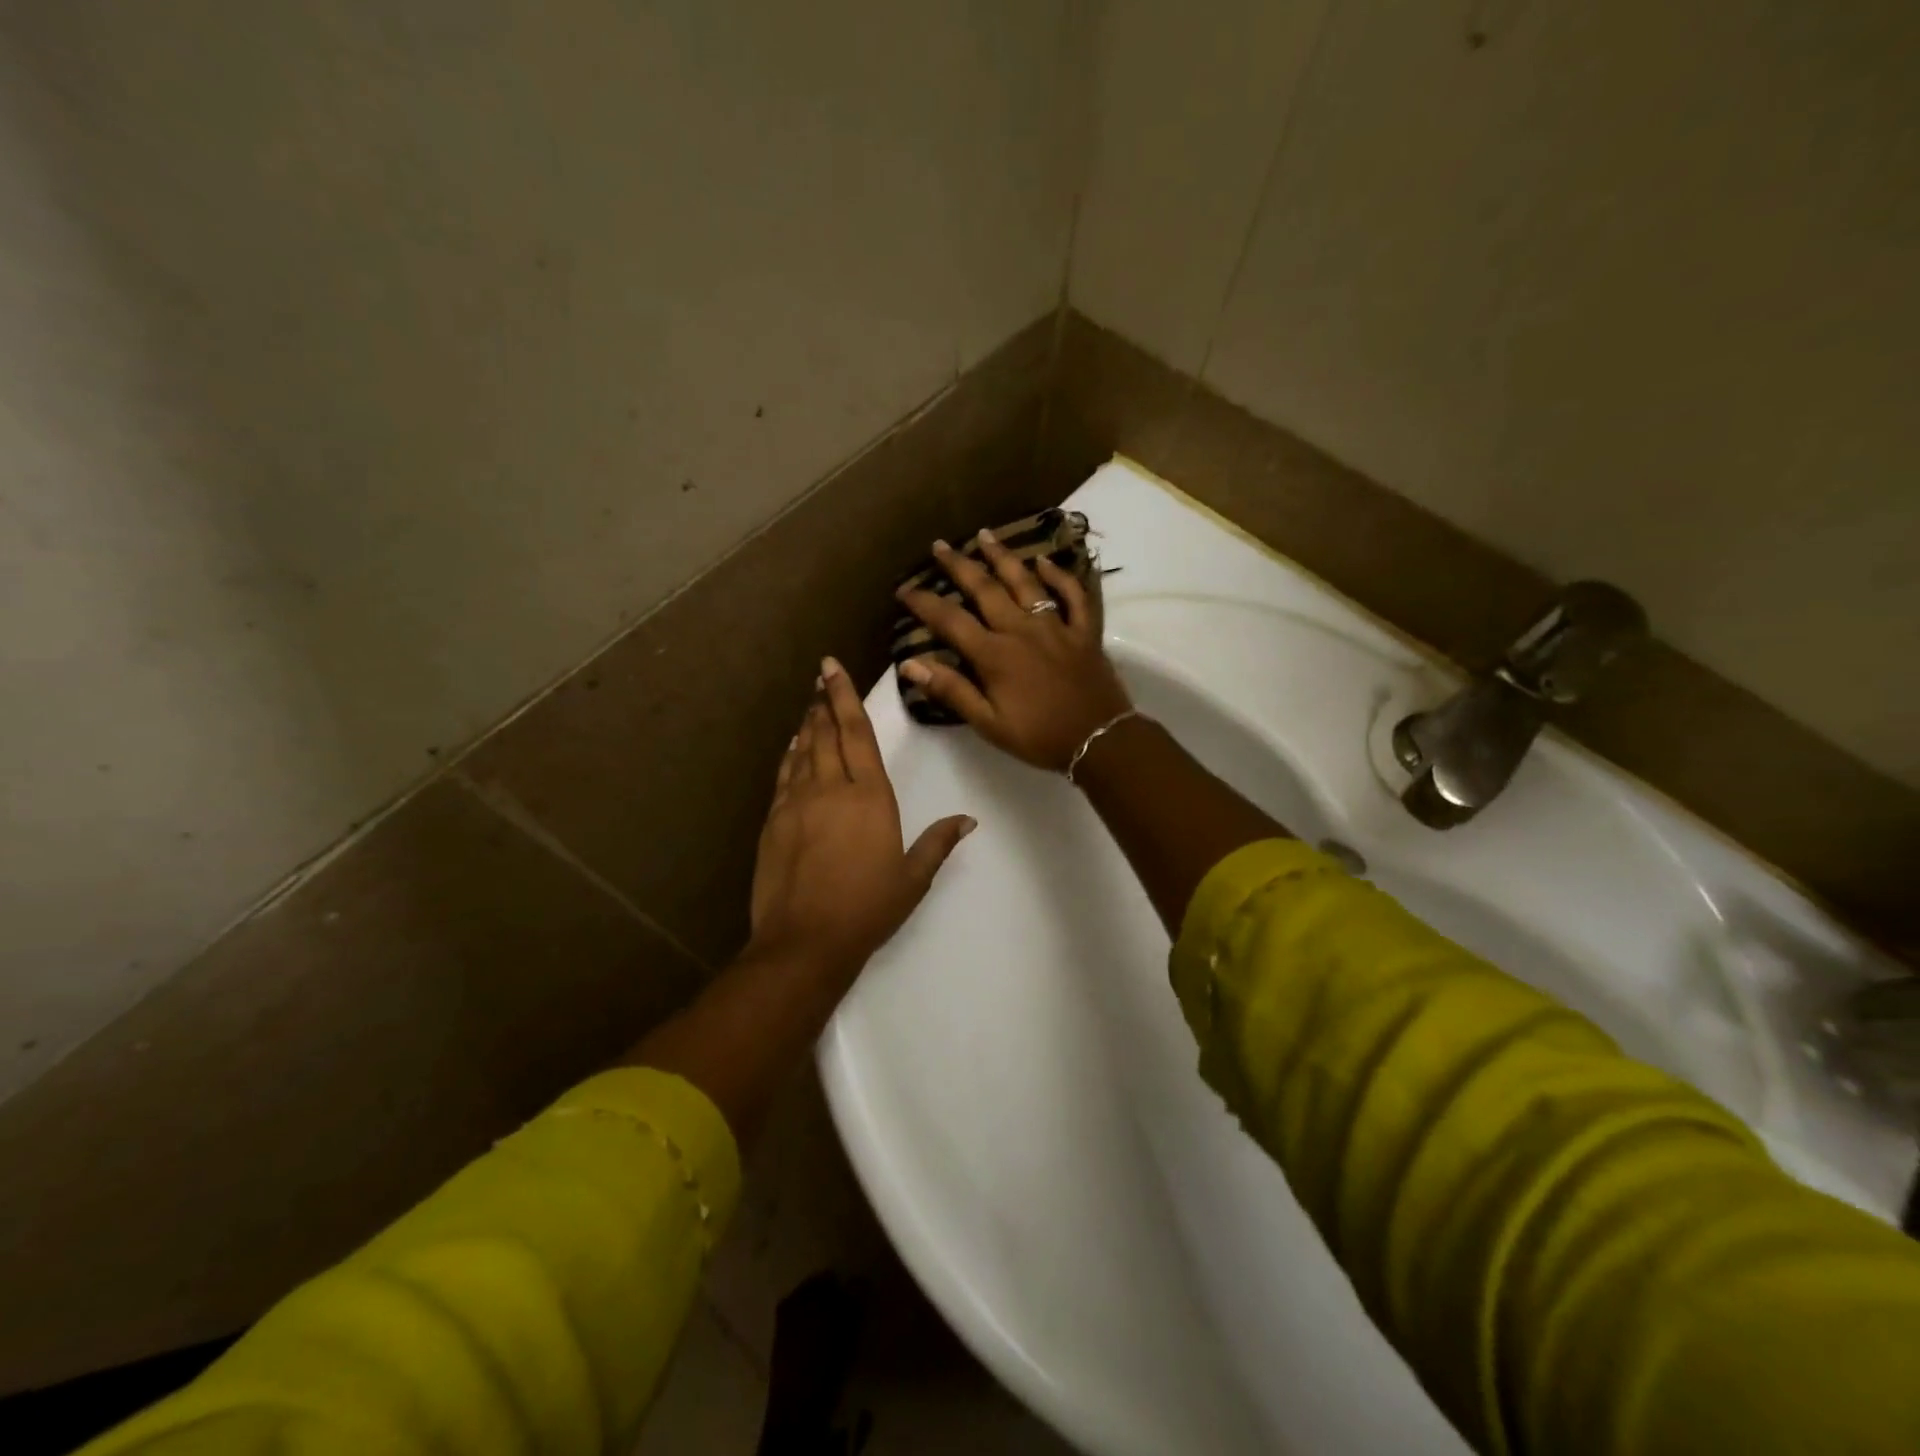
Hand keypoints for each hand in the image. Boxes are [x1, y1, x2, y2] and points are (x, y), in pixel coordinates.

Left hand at [748, 657, 975, 972]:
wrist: (806, 941)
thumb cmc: (867, 908)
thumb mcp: (912, 878)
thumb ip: (938, 843)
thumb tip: (968, 820)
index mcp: (870, 797)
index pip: (857, 734)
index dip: (845, 698)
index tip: (832, 669)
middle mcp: (831, 789)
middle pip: (826, 734)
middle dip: (824, 702)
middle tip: (820, 676)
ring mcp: (797, 804)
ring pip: (802, 751)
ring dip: (808, 725)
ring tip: (811, 705)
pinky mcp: (774, 822)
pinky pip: (783, 777)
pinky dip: (789, 756)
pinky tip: (792, 748)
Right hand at [895, 530, 1132, 770]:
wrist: (1099, 740)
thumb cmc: (1039, 737)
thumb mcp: (988, 723)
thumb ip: (952, 691)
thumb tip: (910, 664)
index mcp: (995, 655)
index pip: (951, 620)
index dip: (925, 602)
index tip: (904, 589)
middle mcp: (1022, 630)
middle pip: (986, 589)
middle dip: (959, 566)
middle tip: (940, 544)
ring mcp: (1056, 626)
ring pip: (1026, 582)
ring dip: (1003, 557)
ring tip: (985, 535)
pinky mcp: (1084, 631)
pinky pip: (1073, 595)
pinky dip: (1059, 576)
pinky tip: (1046, 562)